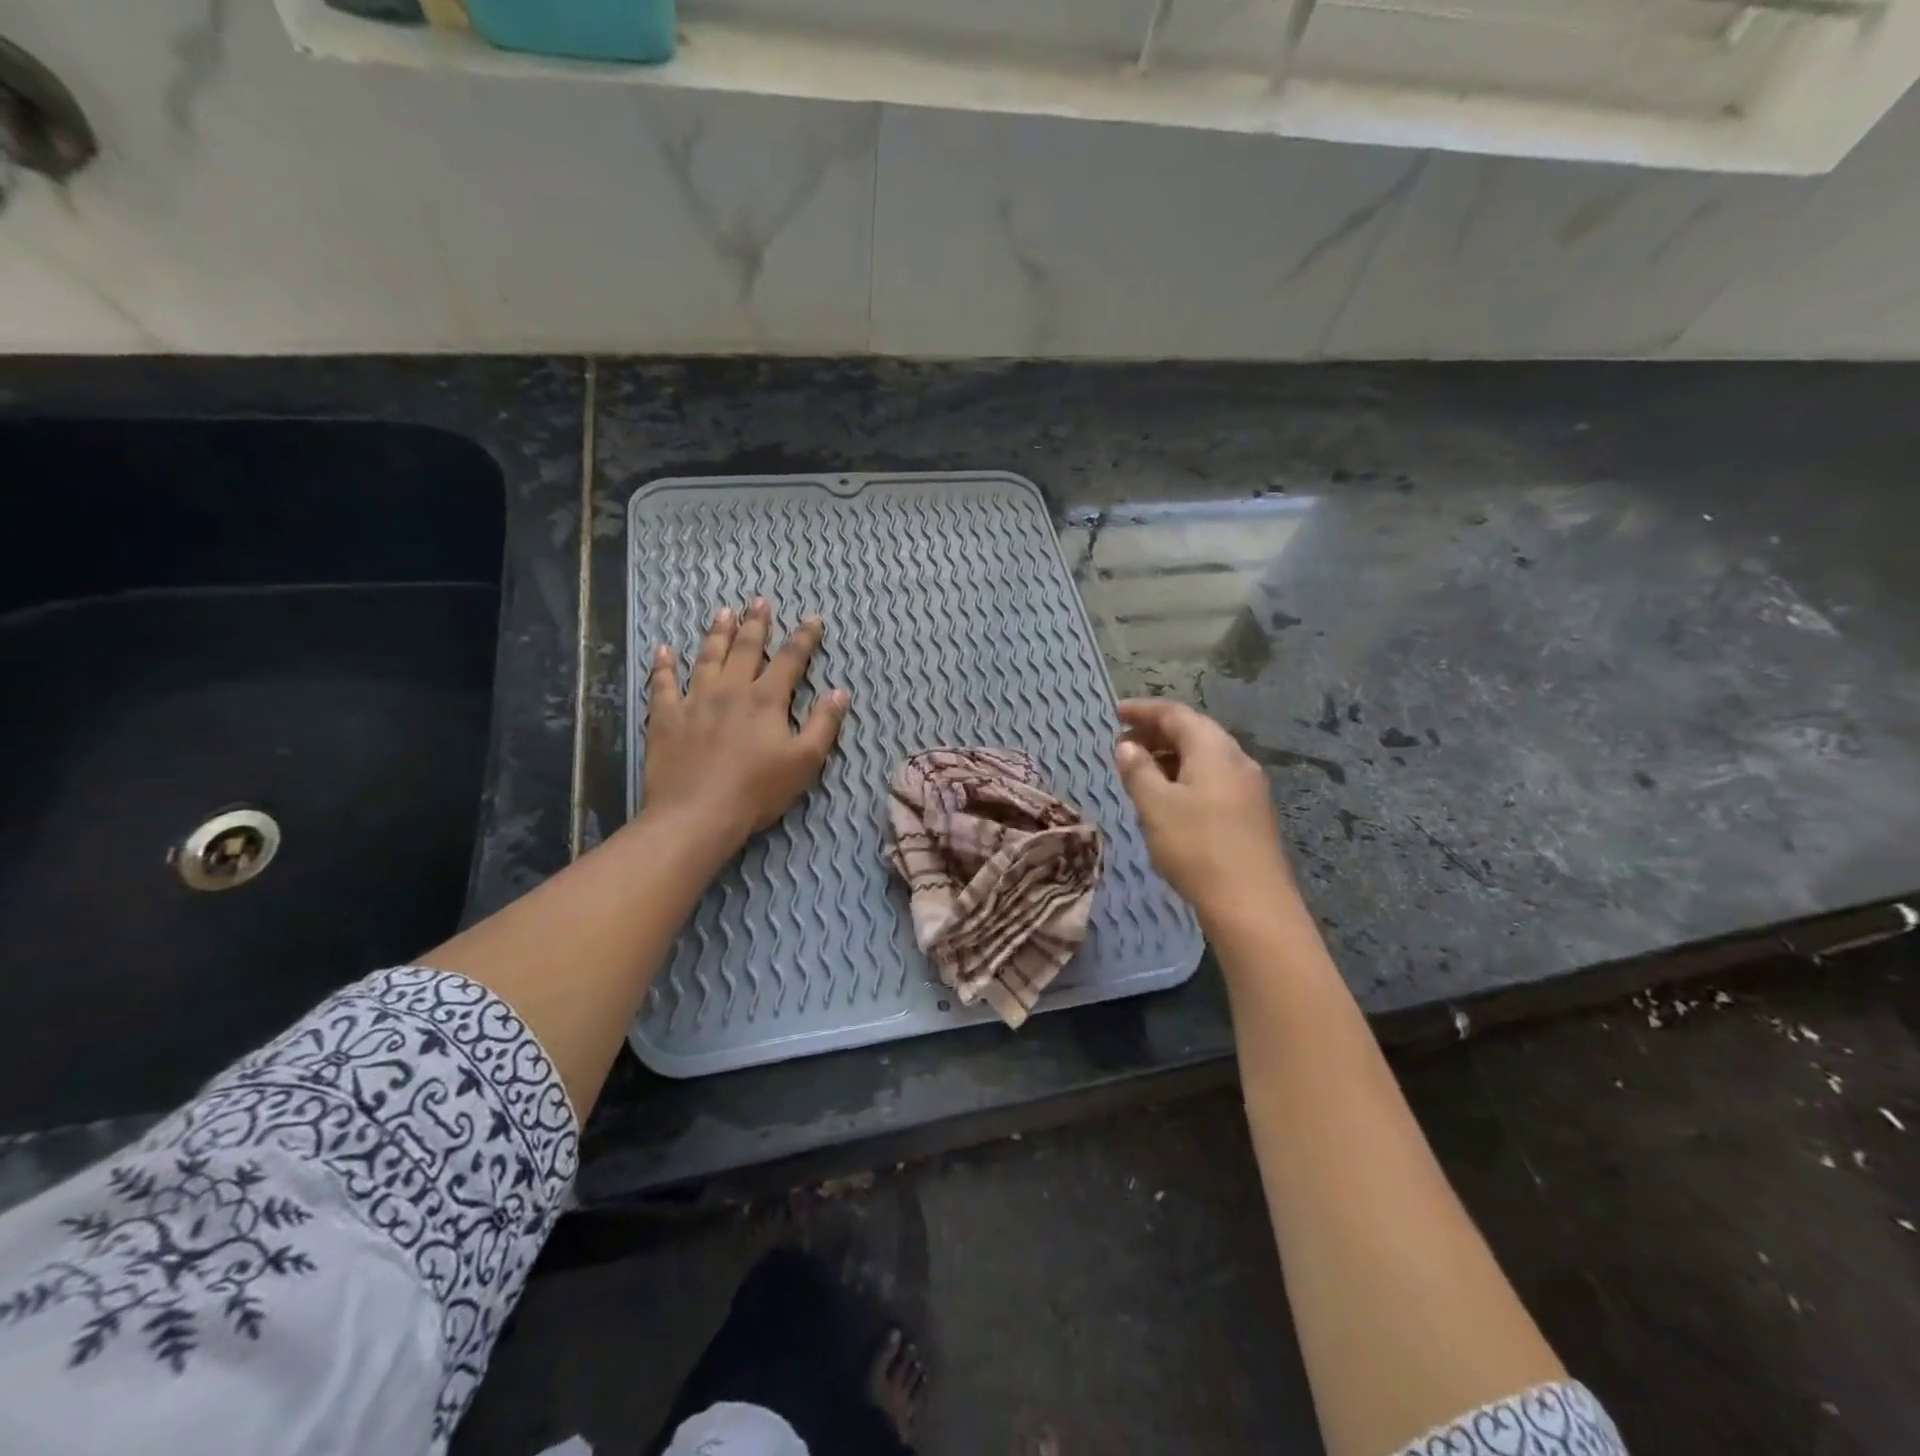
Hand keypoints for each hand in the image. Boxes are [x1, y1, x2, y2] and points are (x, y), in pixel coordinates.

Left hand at [642, 599, 848, 851]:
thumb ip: (824, 724)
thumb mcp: (805, 761)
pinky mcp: (665, 718)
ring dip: (716, 633)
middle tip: (760, 601)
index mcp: (766, 700)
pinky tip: (663, 650)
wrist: (697, 815)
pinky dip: (663, 666)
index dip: (804, 638)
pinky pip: (662, 684)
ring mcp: (694, 701)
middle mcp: (730, 690)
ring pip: (707, 657)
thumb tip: (839, 692)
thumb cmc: (757, 791)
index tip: (813, 619)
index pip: (790, 660)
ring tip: (723, 612)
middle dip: (756, 624)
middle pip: (745, 649)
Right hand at [1113, 699, 1296, 920]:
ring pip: (1204, 757)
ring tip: (1139, 772)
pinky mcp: (1251, 812)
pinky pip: (1213, 779)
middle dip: (1156, 733)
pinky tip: (1169, 800)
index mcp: (1213, 749)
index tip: (1114, 714)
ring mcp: (1248, 787)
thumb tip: (1126, 745)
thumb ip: (1138, 770)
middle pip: (1193, 732)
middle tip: (1123, 745)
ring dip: (1170, 757)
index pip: (1175, 713)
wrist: (1252, 904)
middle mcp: (1236, 759)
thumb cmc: (1196, 847)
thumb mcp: (1155, 806)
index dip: (1143, 710)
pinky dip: (1186, 777)